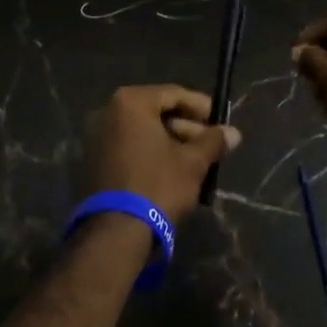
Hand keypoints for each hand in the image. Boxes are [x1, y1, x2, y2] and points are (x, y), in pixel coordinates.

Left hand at [84, 85, 241, 227]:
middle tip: (210, 145)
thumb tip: (233, 133)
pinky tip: (173, 171)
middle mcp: (107, 112)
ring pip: (143, 132)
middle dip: (186, 128)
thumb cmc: (158, 186)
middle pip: (157, 112)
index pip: (173, 94)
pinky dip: (151, 153)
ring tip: (196, 162)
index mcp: (130, 103)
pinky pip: (129, 146)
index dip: (200, 107)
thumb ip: (213, 141)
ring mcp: (97, 137)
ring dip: (171, 142)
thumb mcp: (193, 163)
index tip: (220, 121)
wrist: (117, 232)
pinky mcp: (93, 161)